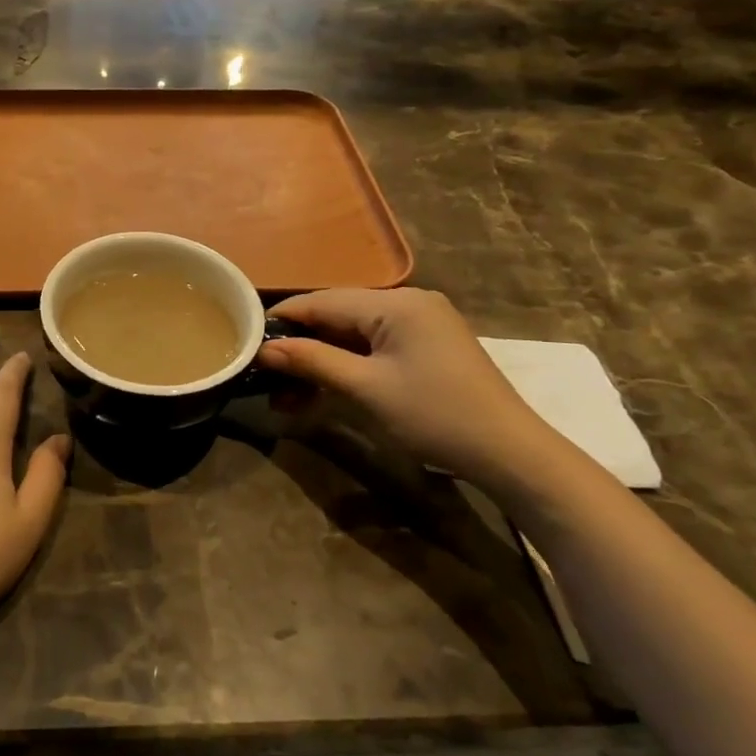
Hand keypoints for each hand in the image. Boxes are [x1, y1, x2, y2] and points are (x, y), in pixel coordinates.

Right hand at [259, 288, 557, 487]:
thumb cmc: (434, 416)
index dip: (281, 320)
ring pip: (352, 335)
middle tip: (264, 376)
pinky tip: (321, 391)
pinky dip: (346, 367)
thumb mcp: (365, 389)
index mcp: (396, 303)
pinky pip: (373, 348)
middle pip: (336, 316)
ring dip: (320, 362)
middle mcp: (408, 302)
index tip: (245, 340)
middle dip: (299, 347)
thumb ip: (312, 361)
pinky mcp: (427, 347)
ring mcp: (420, 324)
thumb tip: (263, 349)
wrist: (510, 454)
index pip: (322, 301)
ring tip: (286, 395)